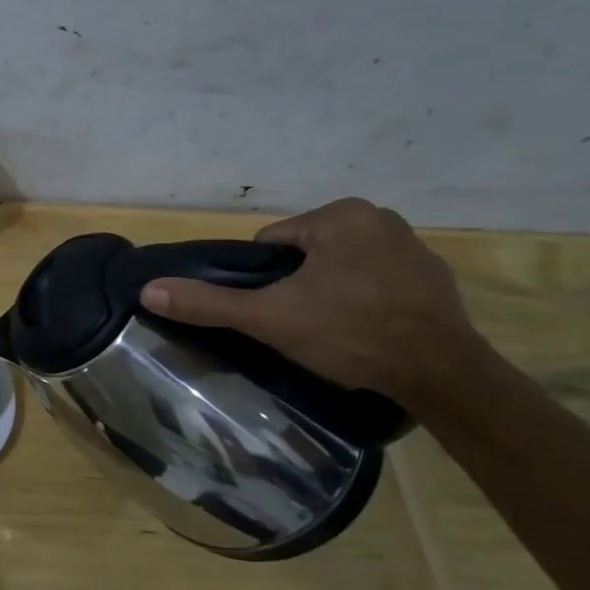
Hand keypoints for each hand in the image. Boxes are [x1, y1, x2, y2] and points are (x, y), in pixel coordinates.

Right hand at [140, 197, 483, 403]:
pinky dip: (366, 298)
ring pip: (340, 265)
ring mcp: (413, 245)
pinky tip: (367, 329)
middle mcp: (378, 217)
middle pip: (306, 252)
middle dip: (297, 284)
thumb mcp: (269, 318)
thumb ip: (208, 303)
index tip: (276, 311)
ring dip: (330, 290)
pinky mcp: (435, 276)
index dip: (263, 280)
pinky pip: (377, 279)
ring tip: (334, 330)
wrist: (441, 374)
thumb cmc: (348, 333)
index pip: (272, 243)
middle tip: (302, 324)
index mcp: (339, 215)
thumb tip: (149, 290)